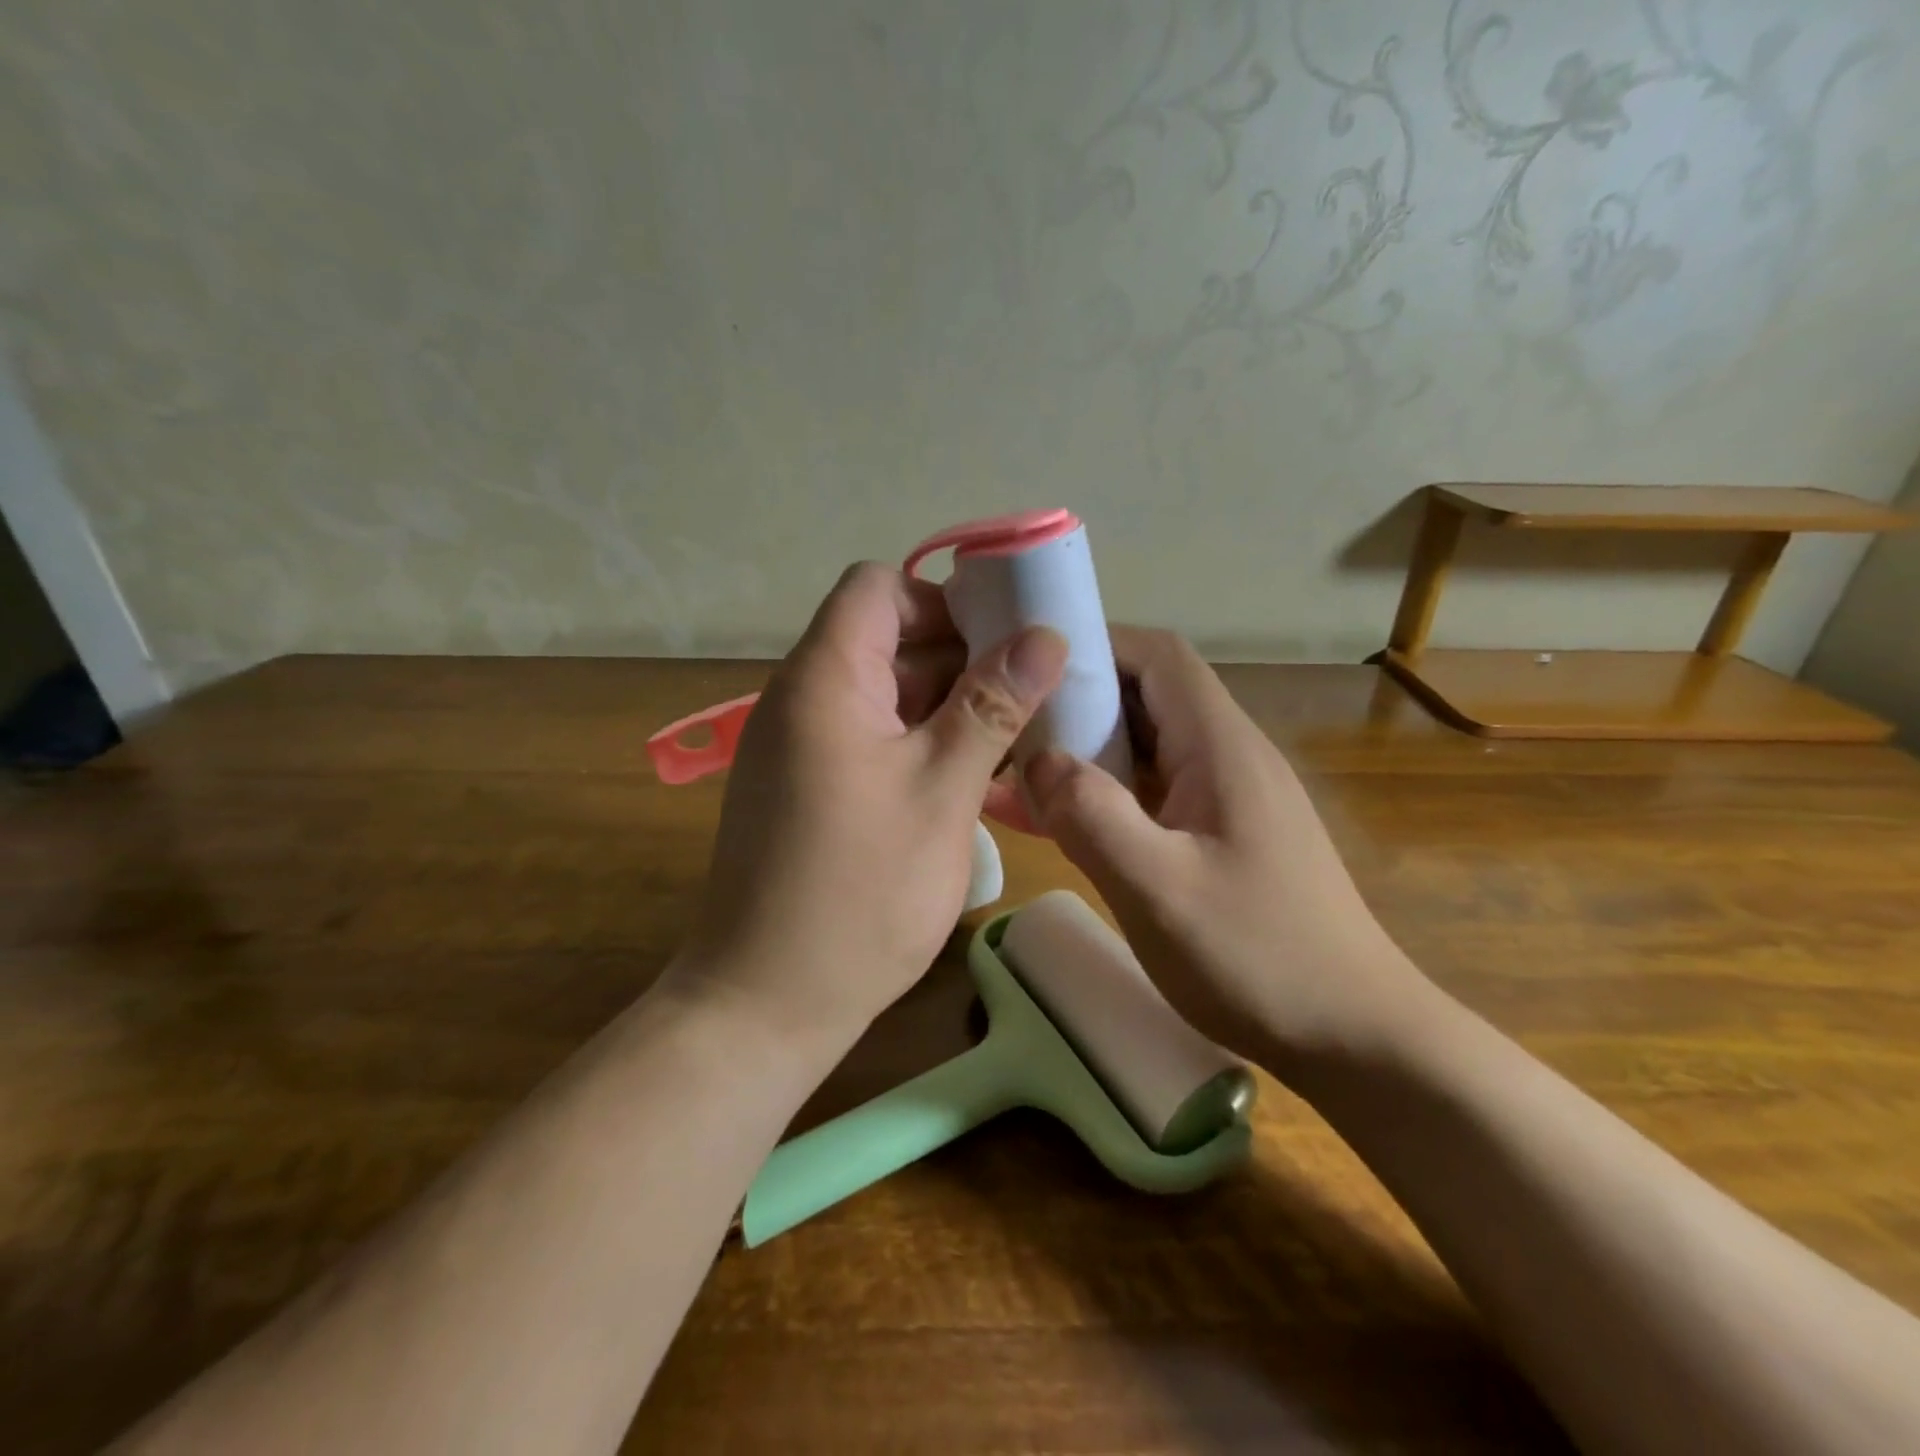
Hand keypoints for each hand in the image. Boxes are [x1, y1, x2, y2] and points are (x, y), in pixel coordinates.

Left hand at [678, 562, 1067, 1052]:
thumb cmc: (859, 893)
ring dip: (945, 706)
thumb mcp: (941, 791)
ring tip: (1012, 740)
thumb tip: (1045, 635)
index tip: (1002, 644)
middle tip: (1029, 696)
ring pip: (883, 693)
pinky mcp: (807, 787)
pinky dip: (918, 743)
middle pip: (885, 639)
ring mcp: (800, 746)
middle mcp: (803, 699)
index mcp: (825, 679)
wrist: (765, 1002)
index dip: (942, 601)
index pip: (877, 588)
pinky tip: (967, 779)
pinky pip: (869, 738)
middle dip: (959, 657)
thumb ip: (993, 705)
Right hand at [1022, 628, 1427, 1066]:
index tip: (1031, 665)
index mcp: (1221, 747)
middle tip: (1010, 722)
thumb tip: (1038, 760)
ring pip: (1146, 747)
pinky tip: (1060, 821)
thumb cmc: (1259, 957)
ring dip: (1086, 752)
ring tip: (1019, 770)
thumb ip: (1092, 816)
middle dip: (1078, 701)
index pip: (1159, 657)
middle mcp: (1228, 756)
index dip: (1097, 644)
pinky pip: (1154, 792)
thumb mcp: (1159, 889)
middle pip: (1148, 696)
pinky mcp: (1222, 833)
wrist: (1354, 1034)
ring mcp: (1227, 797)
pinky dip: (1107, 795)